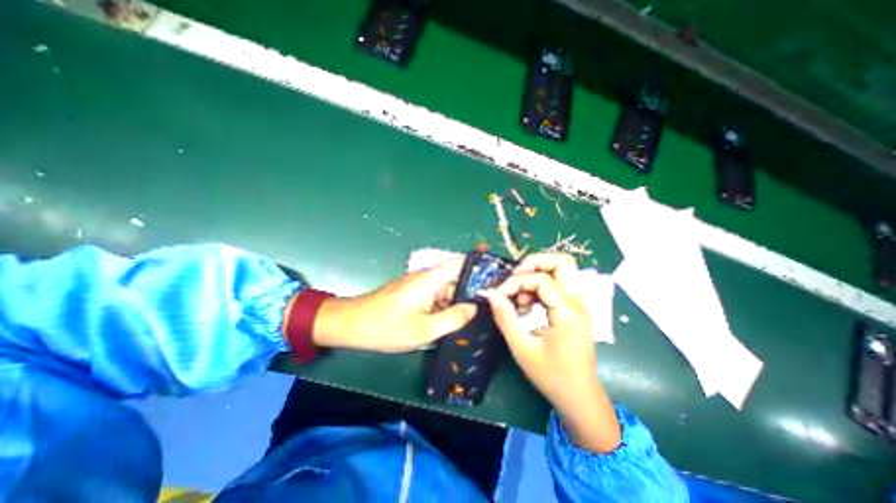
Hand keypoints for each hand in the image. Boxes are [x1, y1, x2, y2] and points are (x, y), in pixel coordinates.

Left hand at [310, 260, 475, 352]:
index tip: (496, 276)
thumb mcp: (424, 330)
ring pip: (445, 289)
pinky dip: (444, 305)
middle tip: (488, 308)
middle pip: (455, 278)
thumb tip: (474, 307)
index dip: (478, 265)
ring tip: (472, 317)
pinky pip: (434, 295)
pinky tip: (449, 321)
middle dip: (470, 291)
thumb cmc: (386, 327)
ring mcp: (417, 284)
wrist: (351, 325)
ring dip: (456, 301)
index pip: (460, 263)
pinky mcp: (412, 292)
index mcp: (429, 280)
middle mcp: (425, 277)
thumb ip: (452, 318)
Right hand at [480, 253, 621, 453]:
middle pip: (562, 262)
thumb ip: (505, 318)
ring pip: (561, 270)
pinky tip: (527, 305)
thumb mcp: (522, 348)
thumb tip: (491, 294)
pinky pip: (558, 284)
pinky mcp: (574, 309)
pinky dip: (540, 286)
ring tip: (520, 296)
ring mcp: (579, 304)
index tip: (499, 294)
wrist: (580, 397)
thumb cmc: (551, 376)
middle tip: (514, 278)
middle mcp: (578, 302)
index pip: (541, 279)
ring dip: (537, 274)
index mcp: (568, 312)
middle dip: (534, 263)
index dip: (516, 282)